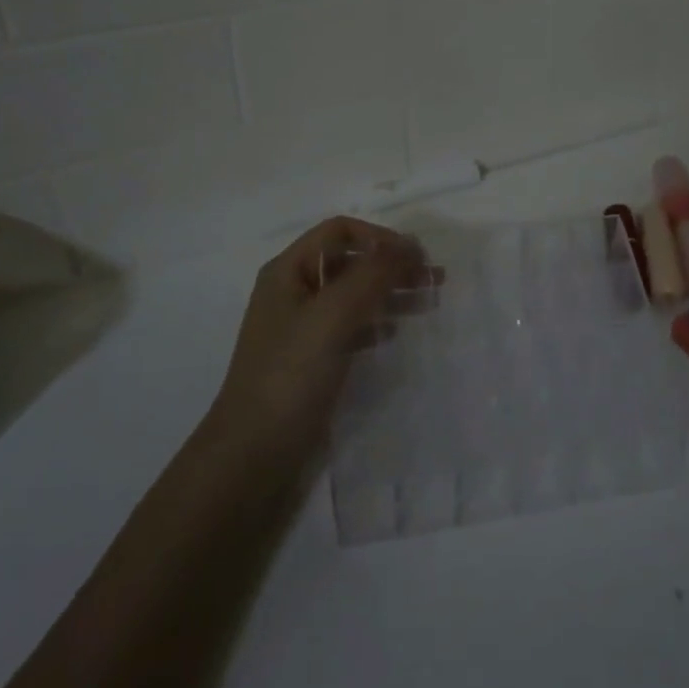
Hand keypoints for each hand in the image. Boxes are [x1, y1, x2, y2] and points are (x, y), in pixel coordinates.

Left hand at [211, 217, 430, 458]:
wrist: (253, 456)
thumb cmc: (291, 375)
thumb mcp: (333, 315)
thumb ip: (373, 274)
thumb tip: (409, 243)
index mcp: (288, 271)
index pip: (339, 232)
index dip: (380, 237)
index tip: (417, 257)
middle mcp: (293, 292)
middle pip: (350, 262)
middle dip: (391, 266)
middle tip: (435, 280)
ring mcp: (301, 329)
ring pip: (353, 296)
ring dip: (389, 293)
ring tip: (427, 304)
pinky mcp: (311, 361)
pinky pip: (350, 328)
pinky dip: (375, 324)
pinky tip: (394, 334)